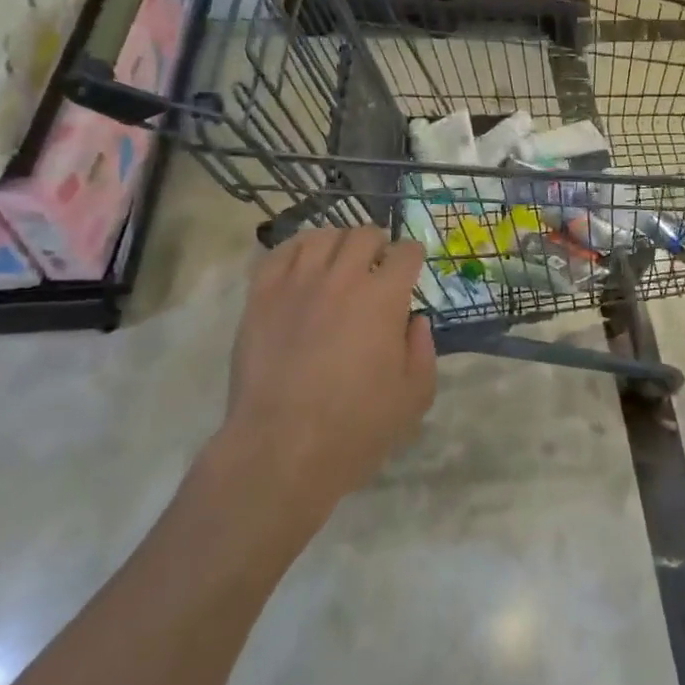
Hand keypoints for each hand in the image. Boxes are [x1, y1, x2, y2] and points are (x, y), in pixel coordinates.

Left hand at [217, 227, 436, 523]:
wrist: (282, 449)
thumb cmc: (356, 428)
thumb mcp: (414, 397)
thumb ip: (423, 351)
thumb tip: (415, 321)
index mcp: (384, 298)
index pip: (405, 252)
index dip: (413, 255)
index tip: (412, 266)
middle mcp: (342, 278)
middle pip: (364, 234)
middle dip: (378, 243)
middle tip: (378, 264)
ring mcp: (297, 284)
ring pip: (321, 236)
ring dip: (338, 242)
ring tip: (339, 260)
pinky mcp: (261, 297)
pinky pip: (279, 254)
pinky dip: (296, 250)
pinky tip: (302, 264)